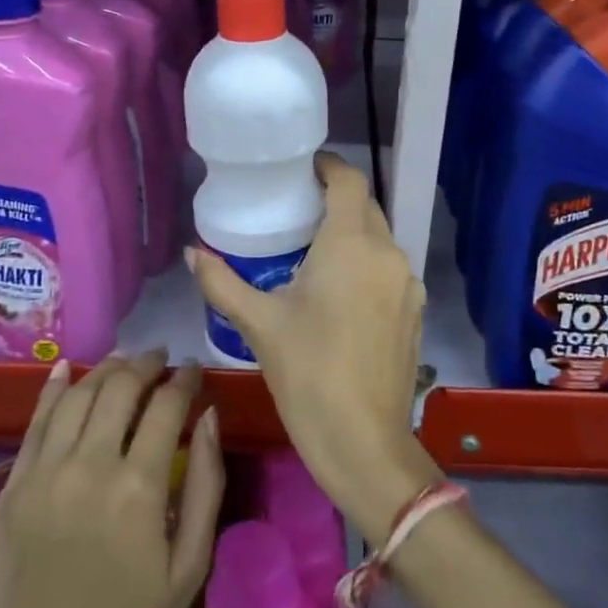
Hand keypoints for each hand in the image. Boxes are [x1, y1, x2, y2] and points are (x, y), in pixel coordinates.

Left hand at [0, 351, 224, 607]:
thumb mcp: (190, 565)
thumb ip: (207, 483)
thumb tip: (209, 416)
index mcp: (139, 486)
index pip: (167, 405)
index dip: (185, 379)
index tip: (194, 371)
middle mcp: (89, 465)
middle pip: (120, 387)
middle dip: (147, 364)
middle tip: (162, 361)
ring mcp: (44, 474)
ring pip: (78, 395)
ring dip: (106, 370)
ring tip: (125, 365)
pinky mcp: (11, 488)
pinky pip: (34, 422)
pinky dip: (53, 389)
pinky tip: (67, 369)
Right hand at [189, 152, 441, 542]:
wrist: (364, 442)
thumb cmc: (308, 374)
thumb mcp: (259, 324)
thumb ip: (222, 282)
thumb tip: (192, 253)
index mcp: (351, 244)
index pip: (349, 180)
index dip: (328, 166)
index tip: (303, 168)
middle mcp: (387, 253)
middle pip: (365, 207)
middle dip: (336, 200)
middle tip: (298, 209)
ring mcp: (407, 283)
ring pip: (379, 240)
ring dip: (352, 235)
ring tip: (315, 252)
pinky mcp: (414, 310)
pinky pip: (389, 270)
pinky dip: (366, 265)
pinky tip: (341, 292)